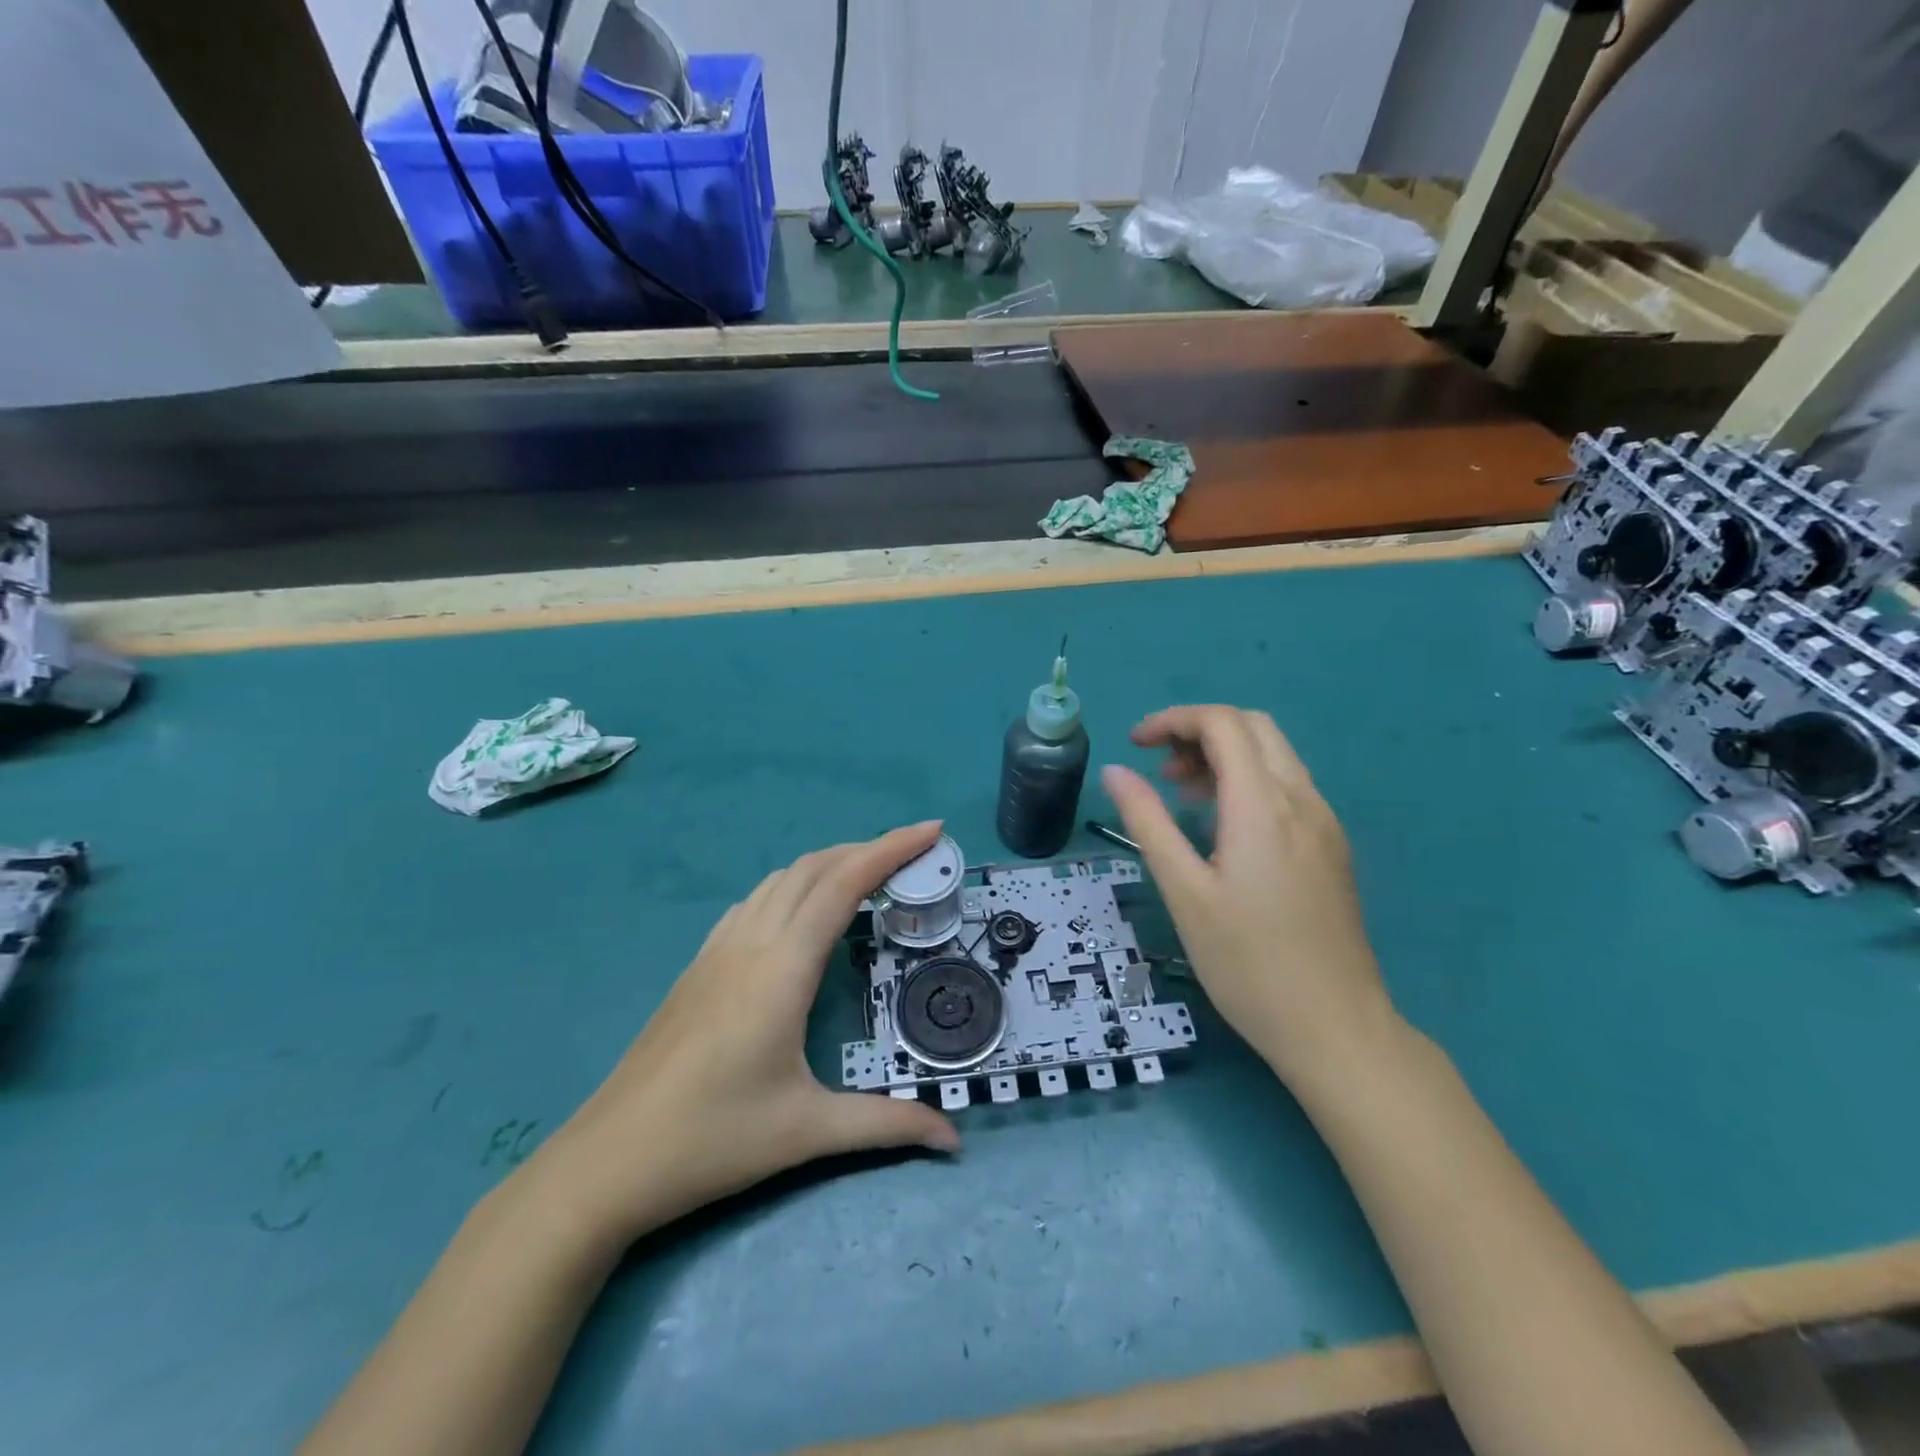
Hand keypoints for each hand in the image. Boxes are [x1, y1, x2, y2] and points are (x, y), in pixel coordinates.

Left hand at [536, 821, 959, 1245]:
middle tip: (913, 855)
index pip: (844, 884)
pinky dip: (793, 886)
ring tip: (868, 876)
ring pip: (780, 880)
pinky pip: (754, 902)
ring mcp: (718, 951)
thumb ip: (887, 1125)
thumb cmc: (713, 1140)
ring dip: (828, 864)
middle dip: (867, 849)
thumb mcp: (808, 1132)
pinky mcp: (698, 967)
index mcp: (783, 968)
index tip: (931, 828)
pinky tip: (801, 914)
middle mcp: (751, 943)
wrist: (607, 1162)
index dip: (890, 849)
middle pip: (814, 869)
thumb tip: (954, 1139)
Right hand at [1101, 706, 1397, 1086]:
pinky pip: (1287, 787)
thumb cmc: (1248, 963)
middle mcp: (1302, 799)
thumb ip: (1148, 822)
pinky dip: (1247, 782)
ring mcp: (1324, 822)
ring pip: (1274, 755)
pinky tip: (1221, 827)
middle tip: (1160, 770)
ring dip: (1224, 756)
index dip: (1173, 720)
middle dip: (1199, 732)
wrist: (1336, 1028)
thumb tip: (1115, 771)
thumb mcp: (1184, 892)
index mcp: (1263, 805)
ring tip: (1181, 796)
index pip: (1222, 724)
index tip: (1134, 745)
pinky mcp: (1331, 847)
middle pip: (1253, 727)